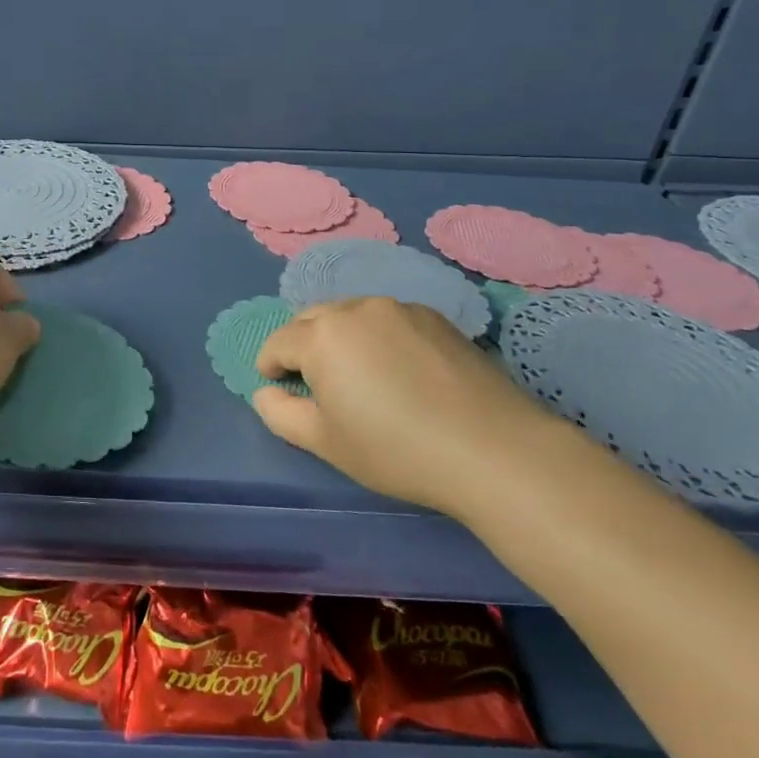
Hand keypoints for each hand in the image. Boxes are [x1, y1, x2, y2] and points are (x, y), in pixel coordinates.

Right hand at [251, 297, 569, 517]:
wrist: (493, 449)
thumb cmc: (395, 449)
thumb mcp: (325, 442)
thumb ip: (280, 413)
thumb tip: (265, 392)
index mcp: (322, 335)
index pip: (279, 342)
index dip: (270, 365)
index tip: (277, 386)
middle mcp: (357, 309)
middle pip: (313, 319)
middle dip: (302, 344)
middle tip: (313, 380)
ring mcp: (401, 308)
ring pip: (352, 315)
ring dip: (341, 337)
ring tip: (358, 374)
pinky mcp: (437, 318)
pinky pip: (390, 320)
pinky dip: (379, 337)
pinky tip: (400, 371)